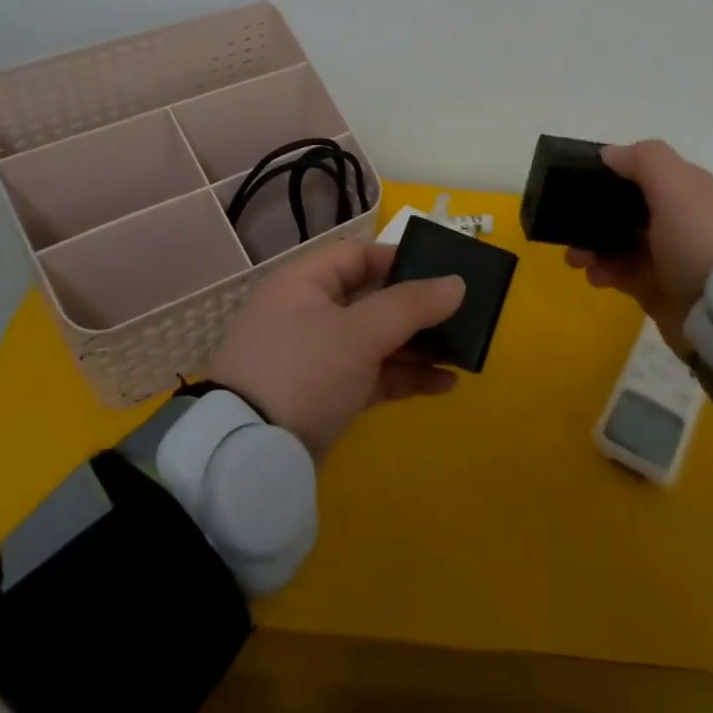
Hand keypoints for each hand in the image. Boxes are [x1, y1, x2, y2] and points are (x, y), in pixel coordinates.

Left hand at [208, 242, 465, 457]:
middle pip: (371, 299)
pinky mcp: (324, 395)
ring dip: (417, 346)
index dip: (400, 258)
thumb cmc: (304, 371)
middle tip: (462, 314)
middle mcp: (308, 313)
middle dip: (417, 309)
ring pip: (375, 340)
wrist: (249, 456)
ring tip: (463, 353)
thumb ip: (410, 305)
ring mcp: (315, 356)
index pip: (357, 256)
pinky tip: (445, 384)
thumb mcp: (359, 333)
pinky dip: (403, 377)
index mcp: (304, 283)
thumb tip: (457, 283)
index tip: (443, 271)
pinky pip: (371, 375)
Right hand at [566, 139, 712, 351]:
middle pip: (628, 208)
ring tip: (575, 259)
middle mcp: (681, 220)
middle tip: (567, 224)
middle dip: (594, 213)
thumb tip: (609, 153)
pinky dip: (604, 272)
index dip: (615, 172)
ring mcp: (669, 257)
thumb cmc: (699, 241)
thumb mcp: (677, 188)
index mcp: (690, 191)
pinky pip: (622, 274)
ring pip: (620, 242)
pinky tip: (593, 276)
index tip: (582, 179)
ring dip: (592, 245)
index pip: (647, 172)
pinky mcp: (659, 290)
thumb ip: (644, 161)